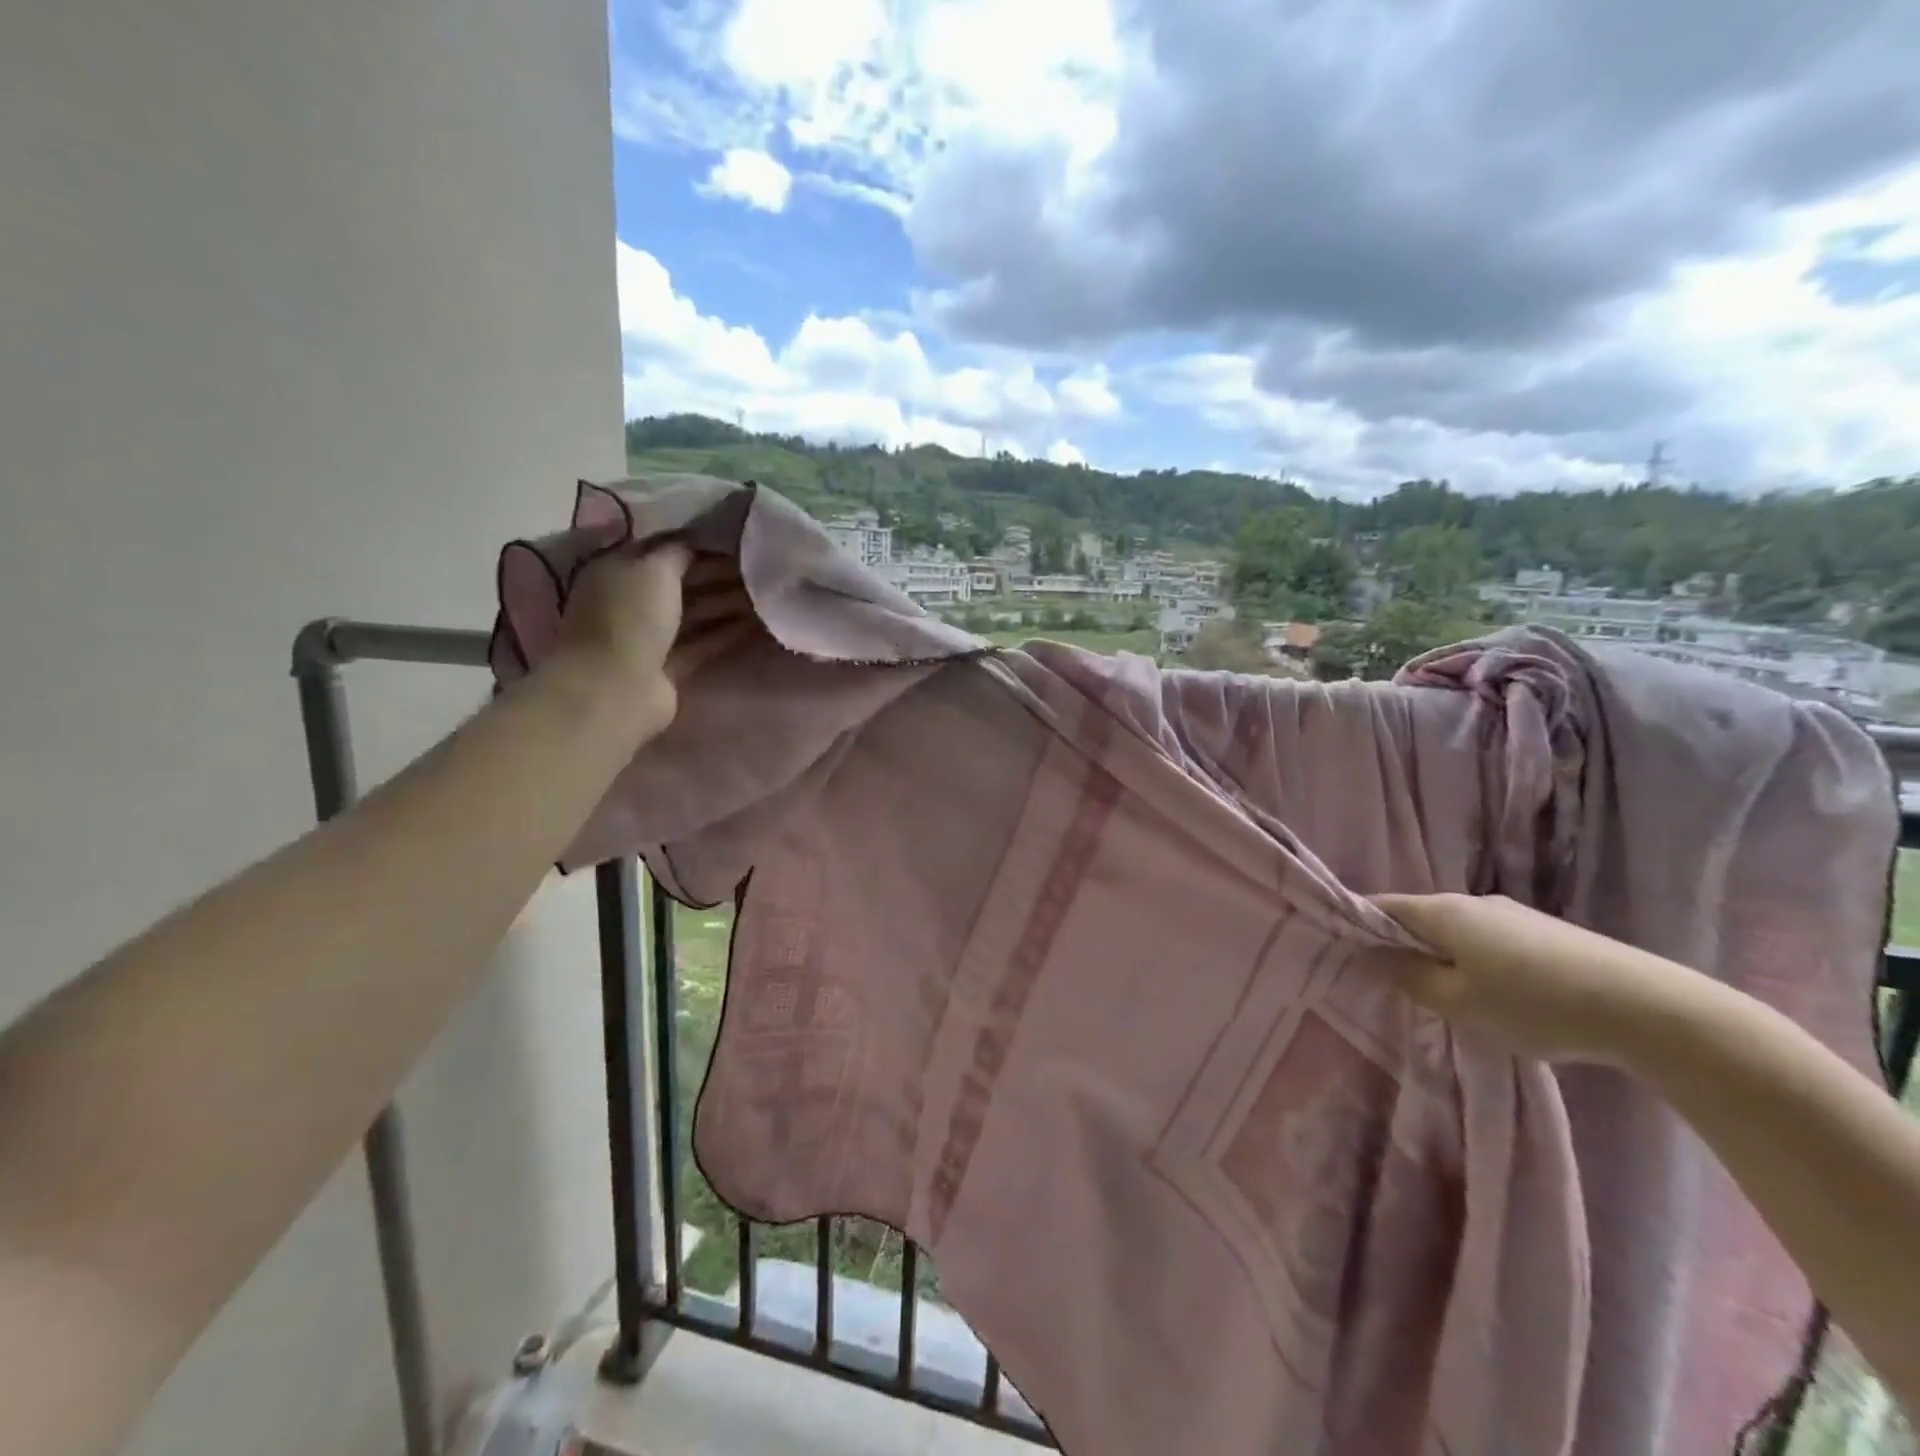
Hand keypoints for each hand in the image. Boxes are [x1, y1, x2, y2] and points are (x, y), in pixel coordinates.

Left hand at [550, 544, 755, 736]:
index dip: (699, 543)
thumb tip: (699, 541)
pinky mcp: (669, 667)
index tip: (737, 540)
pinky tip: (756, 624)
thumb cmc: (630, 617)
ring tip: (765, 595)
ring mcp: (650, 637)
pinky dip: (726, 633)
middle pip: (682, 582)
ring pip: (694, 613)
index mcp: (619, 569)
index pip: (663, 549)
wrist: (616, 688)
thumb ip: (679, 551)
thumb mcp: (654, 568)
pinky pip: (702, 643)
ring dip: (727, 603)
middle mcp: (632, 600)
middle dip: (719, 574)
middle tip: (760, 568)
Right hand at [1371, 892, 1703, 1064]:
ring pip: (1458, 931)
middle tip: (1393, 982)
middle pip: (1421, 917)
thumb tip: (1374, 956)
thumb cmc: (1534, 1003)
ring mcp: (1514, 915)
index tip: (1344, 952)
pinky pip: (1491, 942)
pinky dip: (1478, 961)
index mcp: (1443, 911)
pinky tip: (1496, 995)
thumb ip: (1410, 978)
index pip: (1382, 906)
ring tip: (1446, 995)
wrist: (1648, 1008)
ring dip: (1443, 956)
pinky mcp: (1548, 934)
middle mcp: (1474, 902)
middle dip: (1402, 944)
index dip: (1359, 925)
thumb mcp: (1458, 1002)